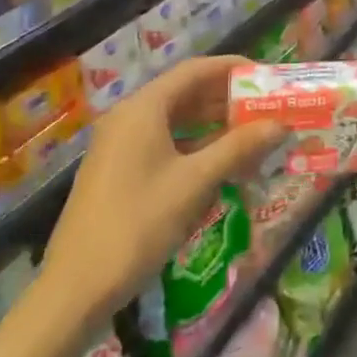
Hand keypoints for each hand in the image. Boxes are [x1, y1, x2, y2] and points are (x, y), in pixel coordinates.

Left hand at [45, 55, 283, 311]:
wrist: (75, 288)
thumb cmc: (138, 224)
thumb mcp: (194, 183)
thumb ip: (238, 148)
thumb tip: (280, 124)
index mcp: (143, 108)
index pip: (195, 70)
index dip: (232, 68)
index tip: (265, 75)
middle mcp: (129, 117)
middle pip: (184, 93)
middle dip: (226, 98)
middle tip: (265, 107)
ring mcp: (120, 144)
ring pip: (174, 120)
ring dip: (212, 124)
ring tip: (250, 133)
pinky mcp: (118, 170)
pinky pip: (163, 143)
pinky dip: (193, 146)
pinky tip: (219, 163)